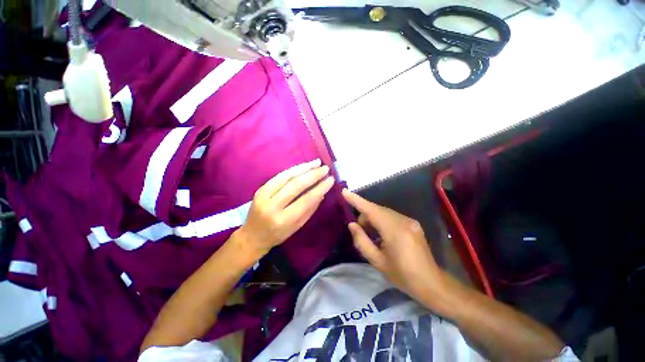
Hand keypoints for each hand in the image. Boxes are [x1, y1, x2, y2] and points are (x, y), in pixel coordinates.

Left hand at [236, 159, 333, 257]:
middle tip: (325, 169)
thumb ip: (310, 209)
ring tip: (316, 163)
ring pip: (287, 177)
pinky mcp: (260, 189)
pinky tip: (303, 166)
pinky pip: (279, 176)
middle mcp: (273, 206)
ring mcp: (264, 195)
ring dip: (304, 168)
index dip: (320, 188)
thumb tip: (322, 193)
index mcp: (284, 219)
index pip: (306, 199)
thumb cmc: (278, 235)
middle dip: (313, 175)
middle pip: (296, 185)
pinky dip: (293, 169)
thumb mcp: (297, 227)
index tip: (331, 179)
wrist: (252, 236)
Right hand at [342, 189, 447, 304]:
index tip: (345, 191)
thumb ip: (362, 241)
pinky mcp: (413, 223)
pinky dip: (382, 220)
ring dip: (373, 218)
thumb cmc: (403, 276)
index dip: (357, 200)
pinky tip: (381, 234)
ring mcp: (410, 221)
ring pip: (384, 212)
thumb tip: (352, 225)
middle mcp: (403, 221)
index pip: (371, 210)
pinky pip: (391, 216)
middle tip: (359, 230)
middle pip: (377, 210)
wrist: (432, 283)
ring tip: (370, 235)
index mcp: (395, 231)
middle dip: (365, 216)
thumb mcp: (378, 262)